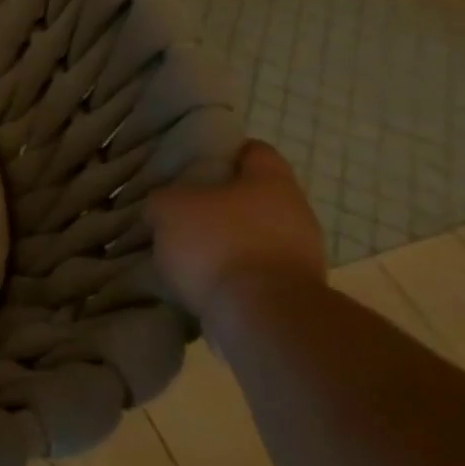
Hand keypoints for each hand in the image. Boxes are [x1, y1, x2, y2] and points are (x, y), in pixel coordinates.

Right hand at [144, 140, 326, 320]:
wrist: (263, 316)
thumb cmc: (219, 244)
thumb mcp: (170, 208)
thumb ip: (163, 199)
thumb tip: (163, 206)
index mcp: (271, 180)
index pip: (253, 150)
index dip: (222, 152)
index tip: (192, 164)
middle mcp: (296, 211)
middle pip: (253, 196)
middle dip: (218, 203)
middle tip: (179, 211)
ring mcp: (301, 254)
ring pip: (253, 236)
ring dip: (224, 242)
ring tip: (183, 252)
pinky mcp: (293, 290)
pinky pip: (254, 271)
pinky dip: (230, 274)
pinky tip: (200, 282)